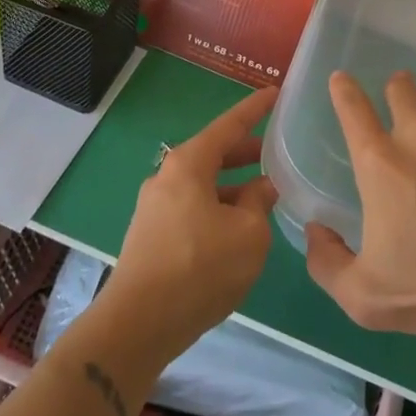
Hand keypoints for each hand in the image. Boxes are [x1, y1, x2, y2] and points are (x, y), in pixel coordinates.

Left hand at [95, 86, 279, 363]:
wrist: (139, 324)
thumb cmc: (201, 268)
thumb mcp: (249, 234)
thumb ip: (260, 202)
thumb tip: (261, 187)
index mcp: (189, 164)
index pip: (229, 125)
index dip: (255, 109)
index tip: (276, 92)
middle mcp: (167, 176)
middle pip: (213, 153)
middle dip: (246, 152)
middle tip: (276, 153)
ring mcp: (155, 206)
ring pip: (203, 184)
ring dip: (233, 186)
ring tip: (264, 196)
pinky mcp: (151, 234)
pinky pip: (192, 207)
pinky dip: (217, 207)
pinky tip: (236, 229)